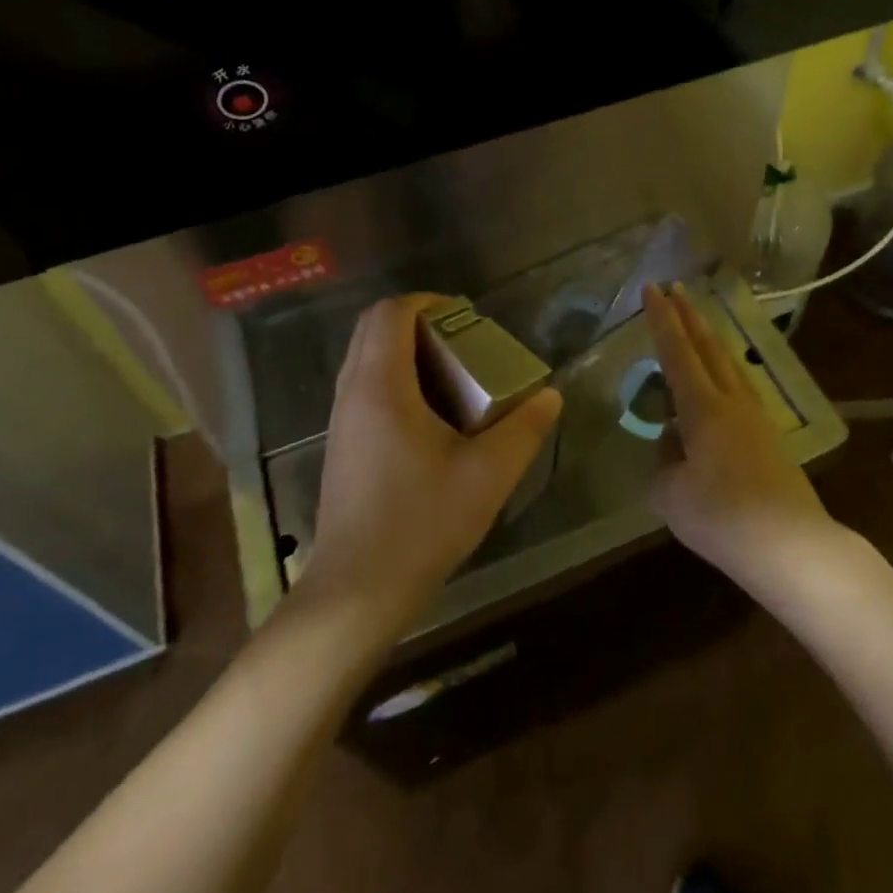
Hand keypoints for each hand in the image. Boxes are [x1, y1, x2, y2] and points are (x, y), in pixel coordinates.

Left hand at [301, 295, 562, 635]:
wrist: (357, 590)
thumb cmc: (421, 524)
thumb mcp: (487, 475)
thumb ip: (524, 429)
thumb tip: (550, 396)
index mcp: (382, 387)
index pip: (391, 313)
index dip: (427, 302)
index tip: (465, 315)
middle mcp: (353, 393)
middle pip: (372, 328)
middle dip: (417, 321)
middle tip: (462, 340)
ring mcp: (342, 420)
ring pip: (365, 357)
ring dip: (404, 350)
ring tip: (453, 374)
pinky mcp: (342, 445)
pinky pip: (364, 386)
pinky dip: (394, 377)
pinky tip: (431, 415)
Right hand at [641, 282, 838, 589]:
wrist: (791, 546)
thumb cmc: (722, 517)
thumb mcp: (671, 494)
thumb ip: (665, 462)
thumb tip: (674, 444)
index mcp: (704, 408)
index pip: (677, 352)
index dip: (662, 319)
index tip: (652, 288)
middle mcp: (732, 402)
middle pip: (709, 348)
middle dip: (690, 316)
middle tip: (676, 287)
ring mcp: (757, 419)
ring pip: (730, 365)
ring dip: (710, 339)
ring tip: (699, 324)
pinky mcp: (770, 440)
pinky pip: (741, 388)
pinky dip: (724, 371)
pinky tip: (722, 383)